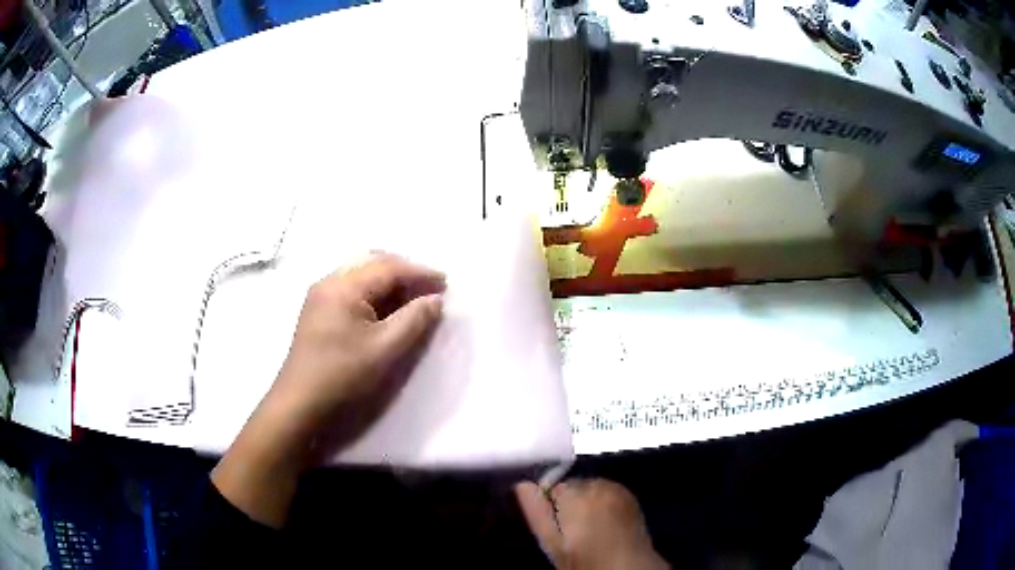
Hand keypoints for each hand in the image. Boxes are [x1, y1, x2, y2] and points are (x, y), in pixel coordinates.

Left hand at [213, 253, 445, 526]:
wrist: (300, 402)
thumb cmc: (343, 375)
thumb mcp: (385, 349)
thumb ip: (414, 320)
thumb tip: (435, 299)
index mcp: (343, 286)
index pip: (389, 267)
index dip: (421, 272)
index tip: (446, 282)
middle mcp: (329, 281)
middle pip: (373, 262)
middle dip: (405, 270)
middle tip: (430, 287)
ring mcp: (321, 295)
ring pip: (362, 273)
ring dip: (390, 280)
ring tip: (413, 296)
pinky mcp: (318, 310)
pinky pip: (352, 287)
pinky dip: (374, 291)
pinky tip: (387, 308)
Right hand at [515, 479, 667, 569]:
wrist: (628, 568)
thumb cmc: (586, 561)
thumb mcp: (553, 545)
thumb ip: (537, 513)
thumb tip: (522, 485)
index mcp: (576, 496)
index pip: (550, 487)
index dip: (548, 508)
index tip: (554, 528)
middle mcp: (598, 485)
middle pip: (570, 486)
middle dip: (567, 503)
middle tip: (570, 533)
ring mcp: (617, 488)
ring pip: (588, 488)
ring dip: (585, 502)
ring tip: (589, 530)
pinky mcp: (630, 495)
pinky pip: (606, 491)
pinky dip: (602, 502)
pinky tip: (605, 524)